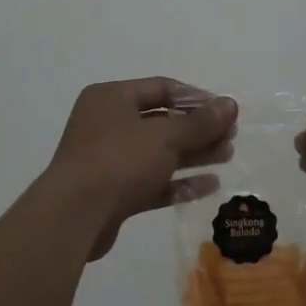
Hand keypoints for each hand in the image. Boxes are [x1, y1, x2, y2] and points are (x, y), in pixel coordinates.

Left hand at [45, 78, 237, 259]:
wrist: (74, 217)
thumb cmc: (119, 161)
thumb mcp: (165, 137)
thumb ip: (200, 122)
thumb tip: (231, 104)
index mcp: (111, 98)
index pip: (161, 88)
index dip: (196, 98)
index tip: (225, 111)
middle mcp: (107, 124)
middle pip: (161, 121)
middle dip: (198, 129)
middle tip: (231, 136)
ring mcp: (108, 160)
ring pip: (158, 152)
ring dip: (193, 154)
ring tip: (227, 156)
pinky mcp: (113, 193)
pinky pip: (152, 181)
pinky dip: (178, 182)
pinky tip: (210, 185)